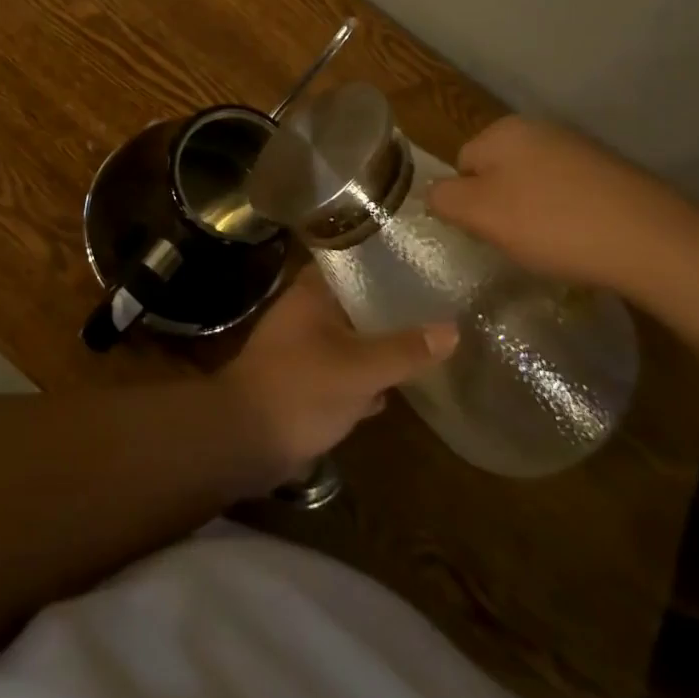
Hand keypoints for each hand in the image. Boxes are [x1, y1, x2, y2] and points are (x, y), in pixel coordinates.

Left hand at [217, 269, 455, 484]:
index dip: (383, 257)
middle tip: (436, 301)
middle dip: (389, 304)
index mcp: (312, 292)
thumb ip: (404, 350)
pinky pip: (343, 369)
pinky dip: (367, 374)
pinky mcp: (304, 380)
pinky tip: (399, 385)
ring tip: (426, 339)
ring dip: (379, 341)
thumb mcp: (359, 369)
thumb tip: (453, 328)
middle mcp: (305, 311)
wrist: (245, 440)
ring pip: (350, 335)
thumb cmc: (300, 389)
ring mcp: (303, 346)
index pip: (350, 259)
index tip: (420, 258)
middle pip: (354, 298)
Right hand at [425, 116, 698, 339]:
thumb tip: (434, 193)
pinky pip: (570, 195)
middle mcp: (539, 128)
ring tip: (553, 248)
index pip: (461, 164)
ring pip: (533, 185)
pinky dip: (568, 218)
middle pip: (497, 172)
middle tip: (517, 243)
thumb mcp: (482, 215)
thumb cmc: (556, 225)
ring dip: (534, 215)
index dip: (468, 204)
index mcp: (503, 130)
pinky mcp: (612, 173)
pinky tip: (582, 243)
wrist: (659, 244)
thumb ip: (444, 198)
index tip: (488, 235)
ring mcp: (579, 148)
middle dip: (501, 208)